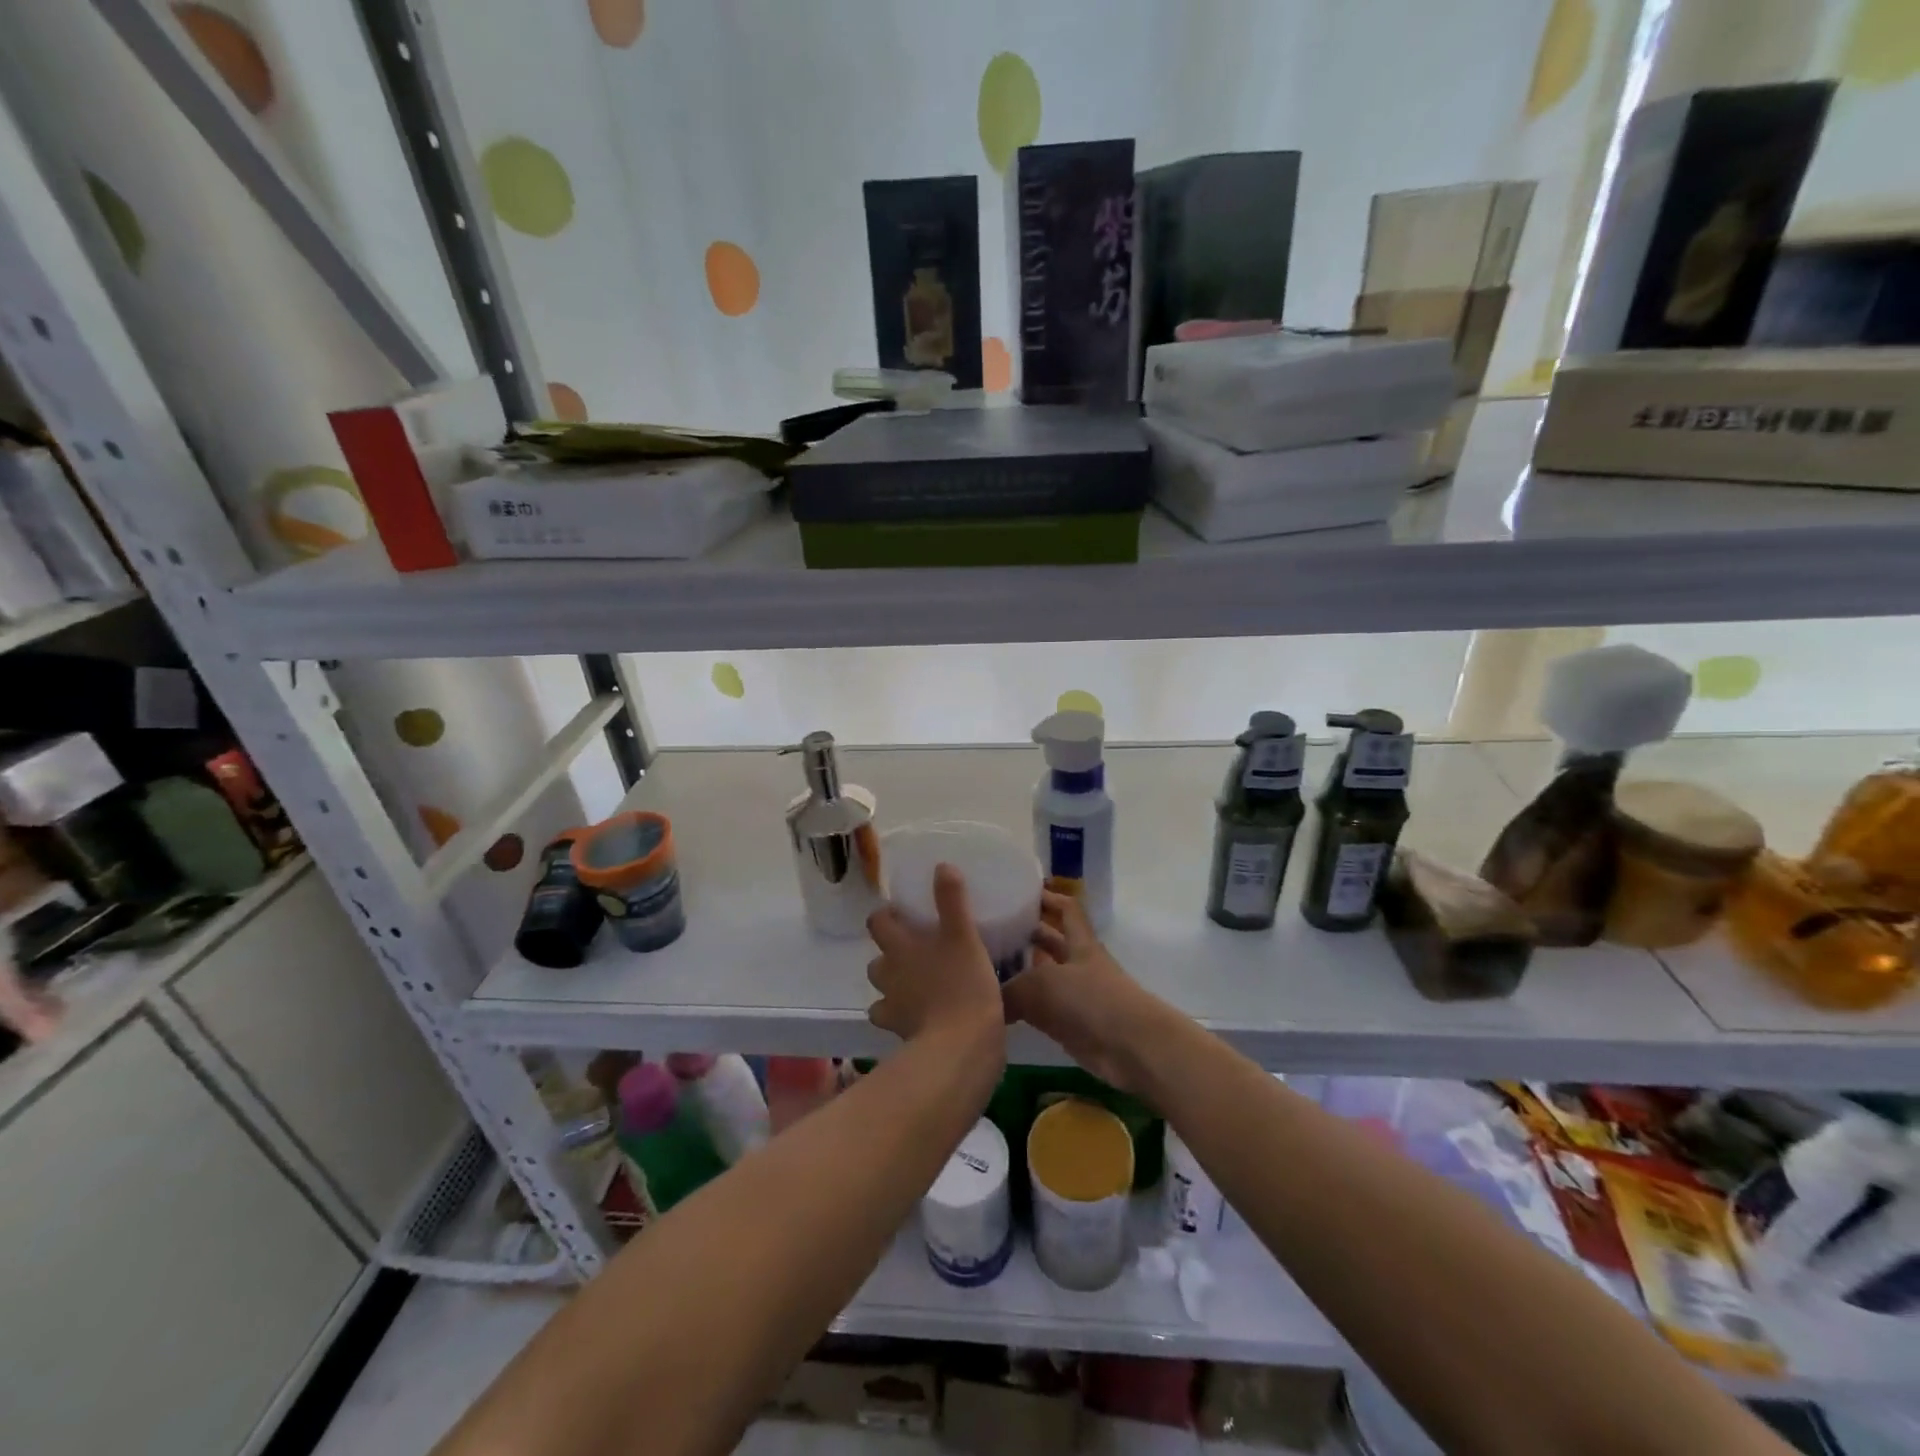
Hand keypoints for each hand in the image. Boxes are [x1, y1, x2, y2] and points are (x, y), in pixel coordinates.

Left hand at [864, 864, 1004, 1048]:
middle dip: (891, 954)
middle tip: (919, 950)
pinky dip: (904, 1016)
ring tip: (922, 983)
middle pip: (877, 960)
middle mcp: (888, 975)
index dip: (885, 916)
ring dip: (896, 986)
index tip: (904, 914)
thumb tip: (942, 865)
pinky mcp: (901, 1035)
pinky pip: (896, 1021)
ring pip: (883, 992)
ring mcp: (892, 1008)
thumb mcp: (963, 935)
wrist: (960, 1046)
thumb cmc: (963, 984)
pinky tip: (924, 1014)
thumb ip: (952, 900)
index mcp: (899, 947)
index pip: (877, 922)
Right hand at [1004, 890, 1166, 1097]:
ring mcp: (1078, 996)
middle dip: (1027, 934)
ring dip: (1021, 972)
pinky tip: (997, 1007)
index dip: (1047, 897)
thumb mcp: (1042, 985)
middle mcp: (1079, 964)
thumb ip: (1010, 989)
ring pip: (1044, 976)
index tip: (1019, 891)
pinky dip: (1023, 1007)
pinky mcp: (1073, 1026)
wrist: (1130, 1048)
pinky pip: (1042, 1010)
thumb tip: (985, 997)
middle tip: (991, 930)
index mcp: (1081, 942)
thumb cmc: (1090, 1001)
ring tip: (986, 966)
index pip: (1066, 908)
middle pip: (1052, 941)